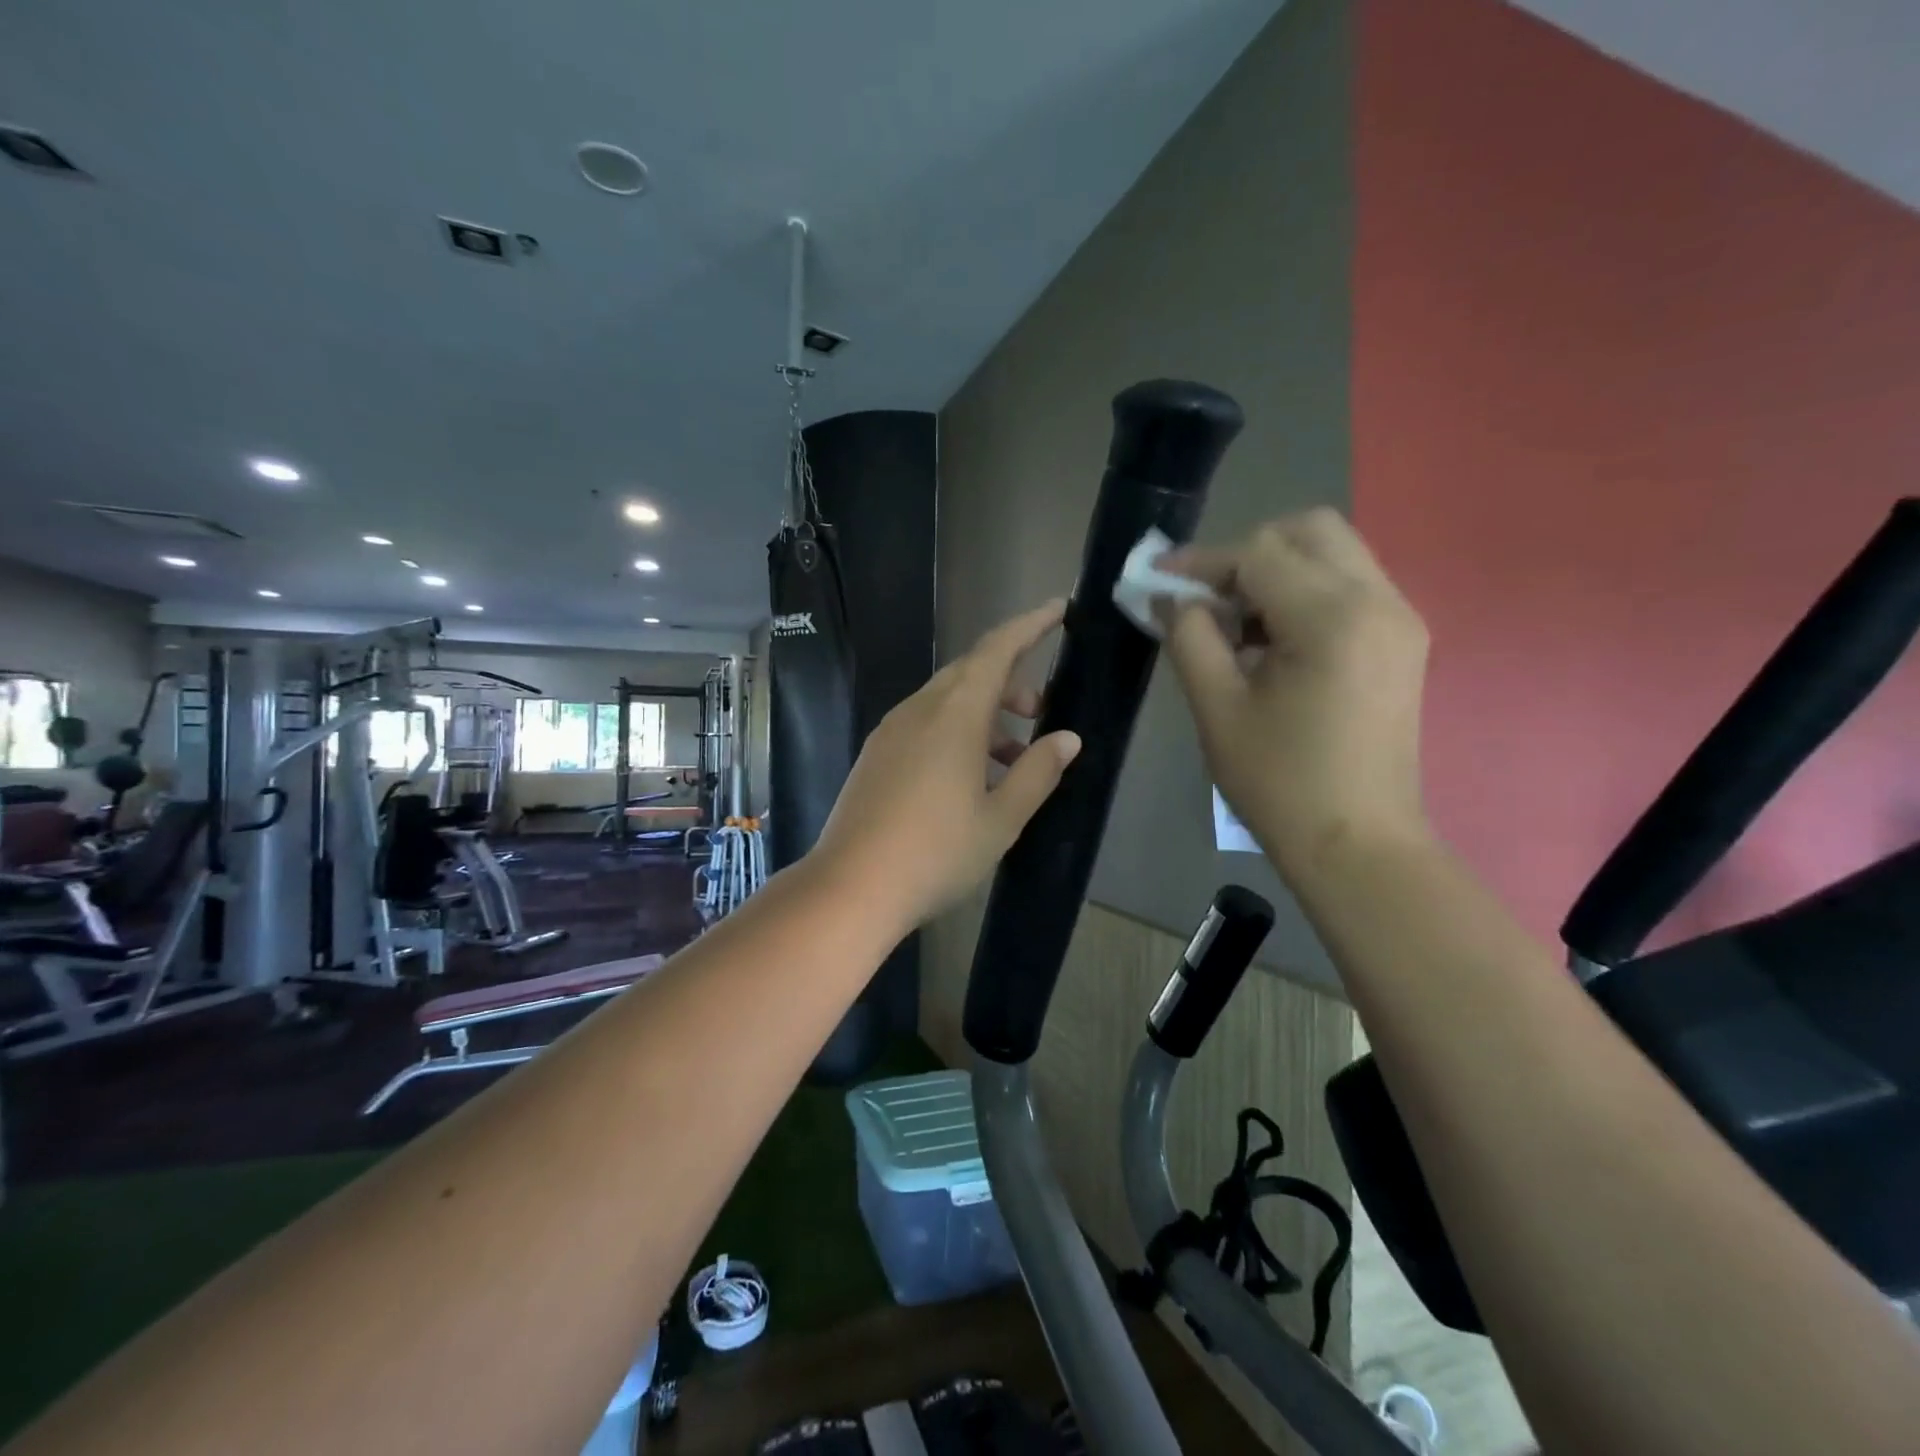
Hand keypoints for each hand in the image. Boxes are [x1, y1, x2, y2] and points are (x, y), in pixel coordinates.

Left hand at [812, 601, 1081, 933]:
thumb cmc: (936, 852)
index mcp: (954, 714)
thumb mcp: (1001, 819)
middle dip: (1011, 683)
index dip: (1030, 625)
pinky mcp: (876, 754)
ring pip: (947, 701)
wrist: (851, 887)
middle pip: (971, 673)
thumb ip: (1038, 773)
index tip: (1059, 611)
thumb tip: (1066, 739)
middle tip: (1039, 715)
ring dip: (985, 715)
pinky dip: (957, 733)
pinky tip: (969, 777)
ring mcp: (891, 731)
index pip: (997, 650)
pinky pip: (925, 724)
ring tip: (1012, 761)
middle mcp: (919, 710)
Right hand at [1160, 508, 1430, 873]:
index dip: (1201, 561)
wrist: (1358, 844)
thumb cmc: (1279, 783)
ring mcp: (1399, 619)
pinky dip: (1304, 594)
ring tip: (1235, 624)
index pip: (1258, 554)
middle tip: (1207, 598)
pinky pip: (1349, 587)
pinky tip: (1272, 641)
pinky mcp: (1402, 641)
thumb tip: (1172, 598)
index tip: (1158, 578)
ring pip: (1333, 554)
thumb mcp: (1217, 708)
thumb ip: (1190, 638)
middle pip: (1309, 531)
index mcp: (1332, 617)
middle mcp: (1378, 600)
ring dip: (1276, 572)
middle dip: (1248, 552)